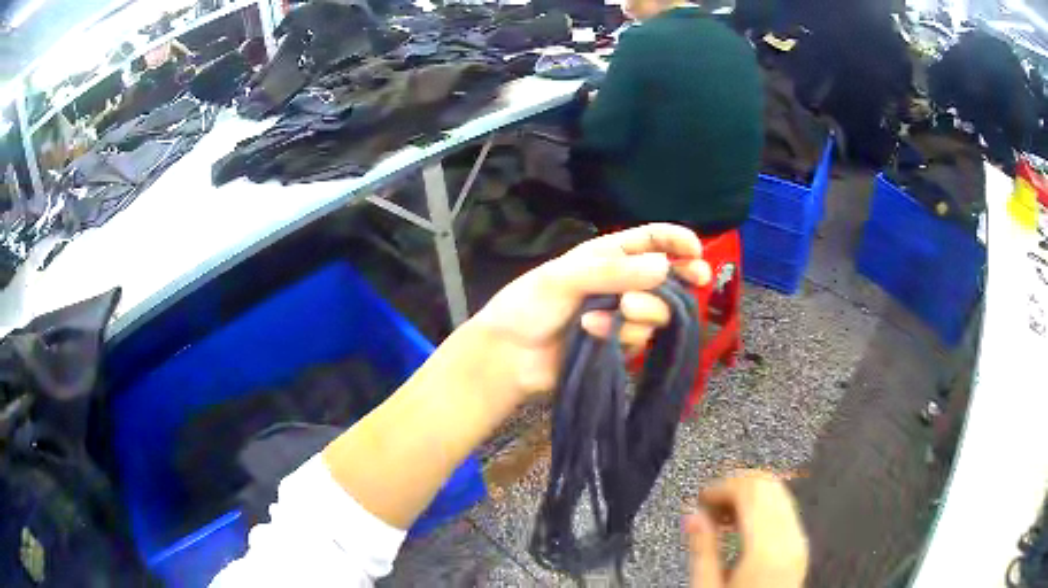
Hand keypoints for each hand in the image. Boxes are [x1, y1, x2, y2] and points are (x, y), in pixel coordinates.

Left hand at [470, 223, 710, 398]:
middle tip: (698, 279)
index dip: (676, 241)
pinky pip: (640, 338)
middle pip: (667, 277)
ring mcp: (623, 316)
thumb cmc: (529, 305)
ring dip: (643, 311)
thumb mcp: (564, 277)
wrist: (510, 355)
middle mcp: (622, 283)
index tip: (697, 251)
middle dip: (684, 276)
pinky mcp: (621, 346)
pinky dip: (622, 335)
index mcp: (608, 256)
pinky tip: (592, 332)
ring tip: (619, 311)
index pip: (651, 240)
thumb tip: (663, 267)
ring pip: (659, 311)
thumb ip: (612, 272)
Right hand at [687, 471, 808, 587]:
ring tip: (721, 517)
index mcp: (767, 548)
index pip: (752, 490)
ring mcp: (799, 541)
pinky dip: (761, 508)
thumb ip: (702, 549)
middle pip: (769, 485)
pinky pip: (784, 510)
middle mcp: (790, 538)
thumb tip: (691, 515)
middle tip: (709, 505)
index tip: (700, 497)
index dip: (723, 485)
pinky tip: (741, 526)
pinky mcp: (799, 547)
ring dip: (749, 496)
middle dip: (736, 486)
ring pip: (779, 493)